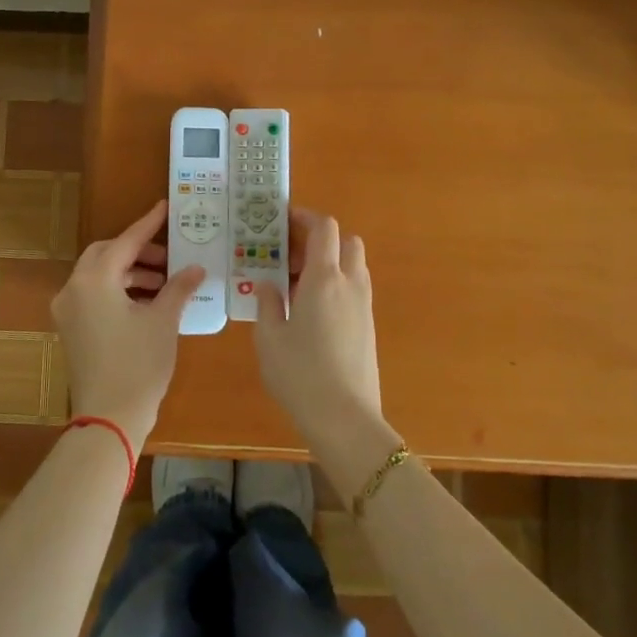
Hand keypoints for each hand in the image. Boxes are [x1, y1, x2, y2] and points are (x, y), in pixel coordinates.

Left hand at [51, 200, 204, 448]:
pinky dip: (118, 290)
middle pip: (106, 254)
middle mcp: (74, 288)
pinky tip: (147, 302)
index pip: (125, 242)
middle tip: (168, 257)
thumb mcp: (163, 321)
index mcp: (95, 280)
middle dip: (137, 251)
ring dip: (129, 272)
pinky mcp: (70, 329)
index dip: (148, 224)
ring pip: (99, 275)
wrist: (109, 419)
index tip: (164, 208)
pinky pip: (94, 295)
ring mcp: (68, 310)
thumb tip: (195, 268)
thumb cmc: (138, 364)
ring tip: (164, 283)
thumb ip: (178, 288)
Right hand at [253, 208, 398, 498]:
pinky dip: (337, 285)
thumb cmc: (300, 373)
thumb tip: (269, 285)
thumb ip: (268, 302)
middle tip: (291, 254)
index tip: (283, 221)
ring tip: (298, 284)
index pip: (324, 228)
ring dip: (330, 262)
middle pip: (346, 241)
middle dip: (321, 239)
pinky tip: (311, 310)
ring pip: (353, 266)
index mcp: (324, 278)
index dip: (305, 217)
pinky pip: (354, 289)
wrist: (346, 419)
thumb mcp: (269, 337)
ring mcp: (364, 306)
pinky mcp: (369, 327)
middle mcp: (350, 284)